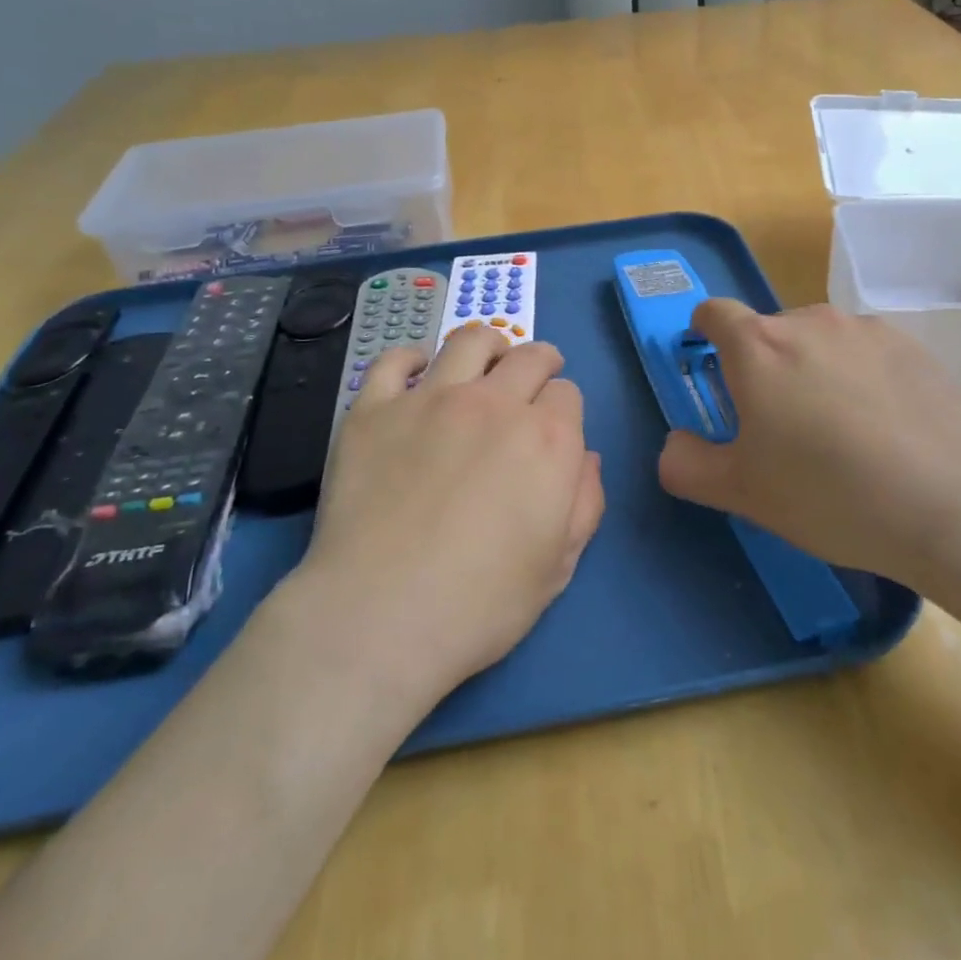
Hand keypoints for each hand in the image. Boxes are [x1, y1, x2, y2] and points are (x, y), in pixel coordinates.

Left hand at [297, 328, 604, 708]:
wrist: (379, 617)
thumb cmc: (481, 604)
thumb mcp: (558, 567)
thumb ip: (584, 503)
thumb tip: (586, 458)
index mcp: (546, 438)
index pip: (568, 394)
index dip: (564, 410)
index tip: (553, 429)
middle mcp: (494, 403)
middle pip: (529, 356)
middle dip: (540, 363)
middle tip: (532, 380)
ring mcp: (430, 399)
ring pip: (469, 341)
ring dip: (488, 346)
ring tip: (486, 360)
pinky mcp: (374, 409)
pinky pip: (395, 360)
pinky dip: (412, 358)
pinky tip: (418, 372)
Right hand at [657, 300, 960, 582]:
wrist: (957, 507)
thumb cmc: (830, 495)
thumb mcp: (741, 493)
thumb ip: (687, 464)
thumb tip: (675, 444)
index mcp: (758, 347)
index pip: (714, 311)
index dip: (704, 331)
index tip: (711, 362)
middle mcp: (809, 322)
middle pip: (769, 331)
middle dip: (763, 367)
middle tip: (780, 426)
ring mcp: (866, 330)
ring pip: (820, 341)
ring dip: (813, 370)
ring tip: (840, 431)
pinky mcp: (914, 346)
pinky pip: (867, 353)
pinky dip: (860, 377)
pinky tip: (886, 429)